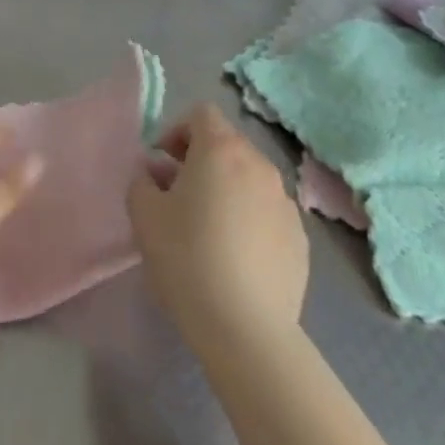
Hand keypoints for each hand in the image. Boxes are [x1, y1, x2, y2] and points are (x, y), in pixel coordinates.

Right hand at [127, 103, 309, 348]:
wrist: (246, 330)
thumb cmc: (186, 259)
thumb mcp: (143, 214)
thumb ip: (142, 180)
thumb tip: (155, 174)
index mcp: (221, 150)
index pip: (202, 113)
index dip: (178, 130)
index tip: (164, 163)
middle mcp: (259, 165)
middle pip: (228, 144)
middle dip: (201, 159)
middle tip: (180, 195)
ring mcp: (286, 203)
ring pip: (250, 179)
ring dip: (228, 189)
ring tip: (210, 229)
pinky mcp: (301, 240)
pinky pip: (268, 213)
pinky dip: (251, 220)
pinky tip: (236, 258)